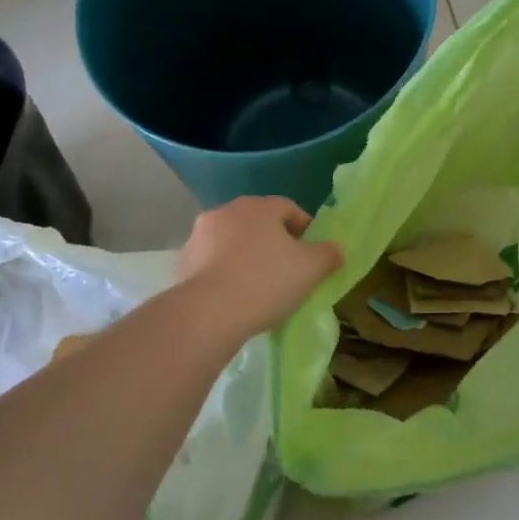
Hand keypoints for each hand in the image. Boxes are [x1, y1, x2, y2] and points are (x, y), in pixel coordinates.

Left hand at [176, 197, 343, 336]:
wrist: (208, 313)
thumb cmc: (266, 282)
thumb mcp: (311, 269)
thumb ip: (328, 254)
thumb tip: (336, 248)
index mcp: (260, 207)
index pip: (290, 209)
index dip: (305, 230)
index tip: (312, 255)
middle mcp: (227, 211)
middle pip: (259, 222)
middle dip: (274, 242)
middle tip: (287, 270)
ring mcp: (200, 234)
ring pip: (233, 241)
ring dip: (246, 255)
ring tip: (258, 286)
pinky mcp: (183, 260)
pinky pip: (212, 261)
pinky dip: (224, 271)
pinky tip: (233, 295)